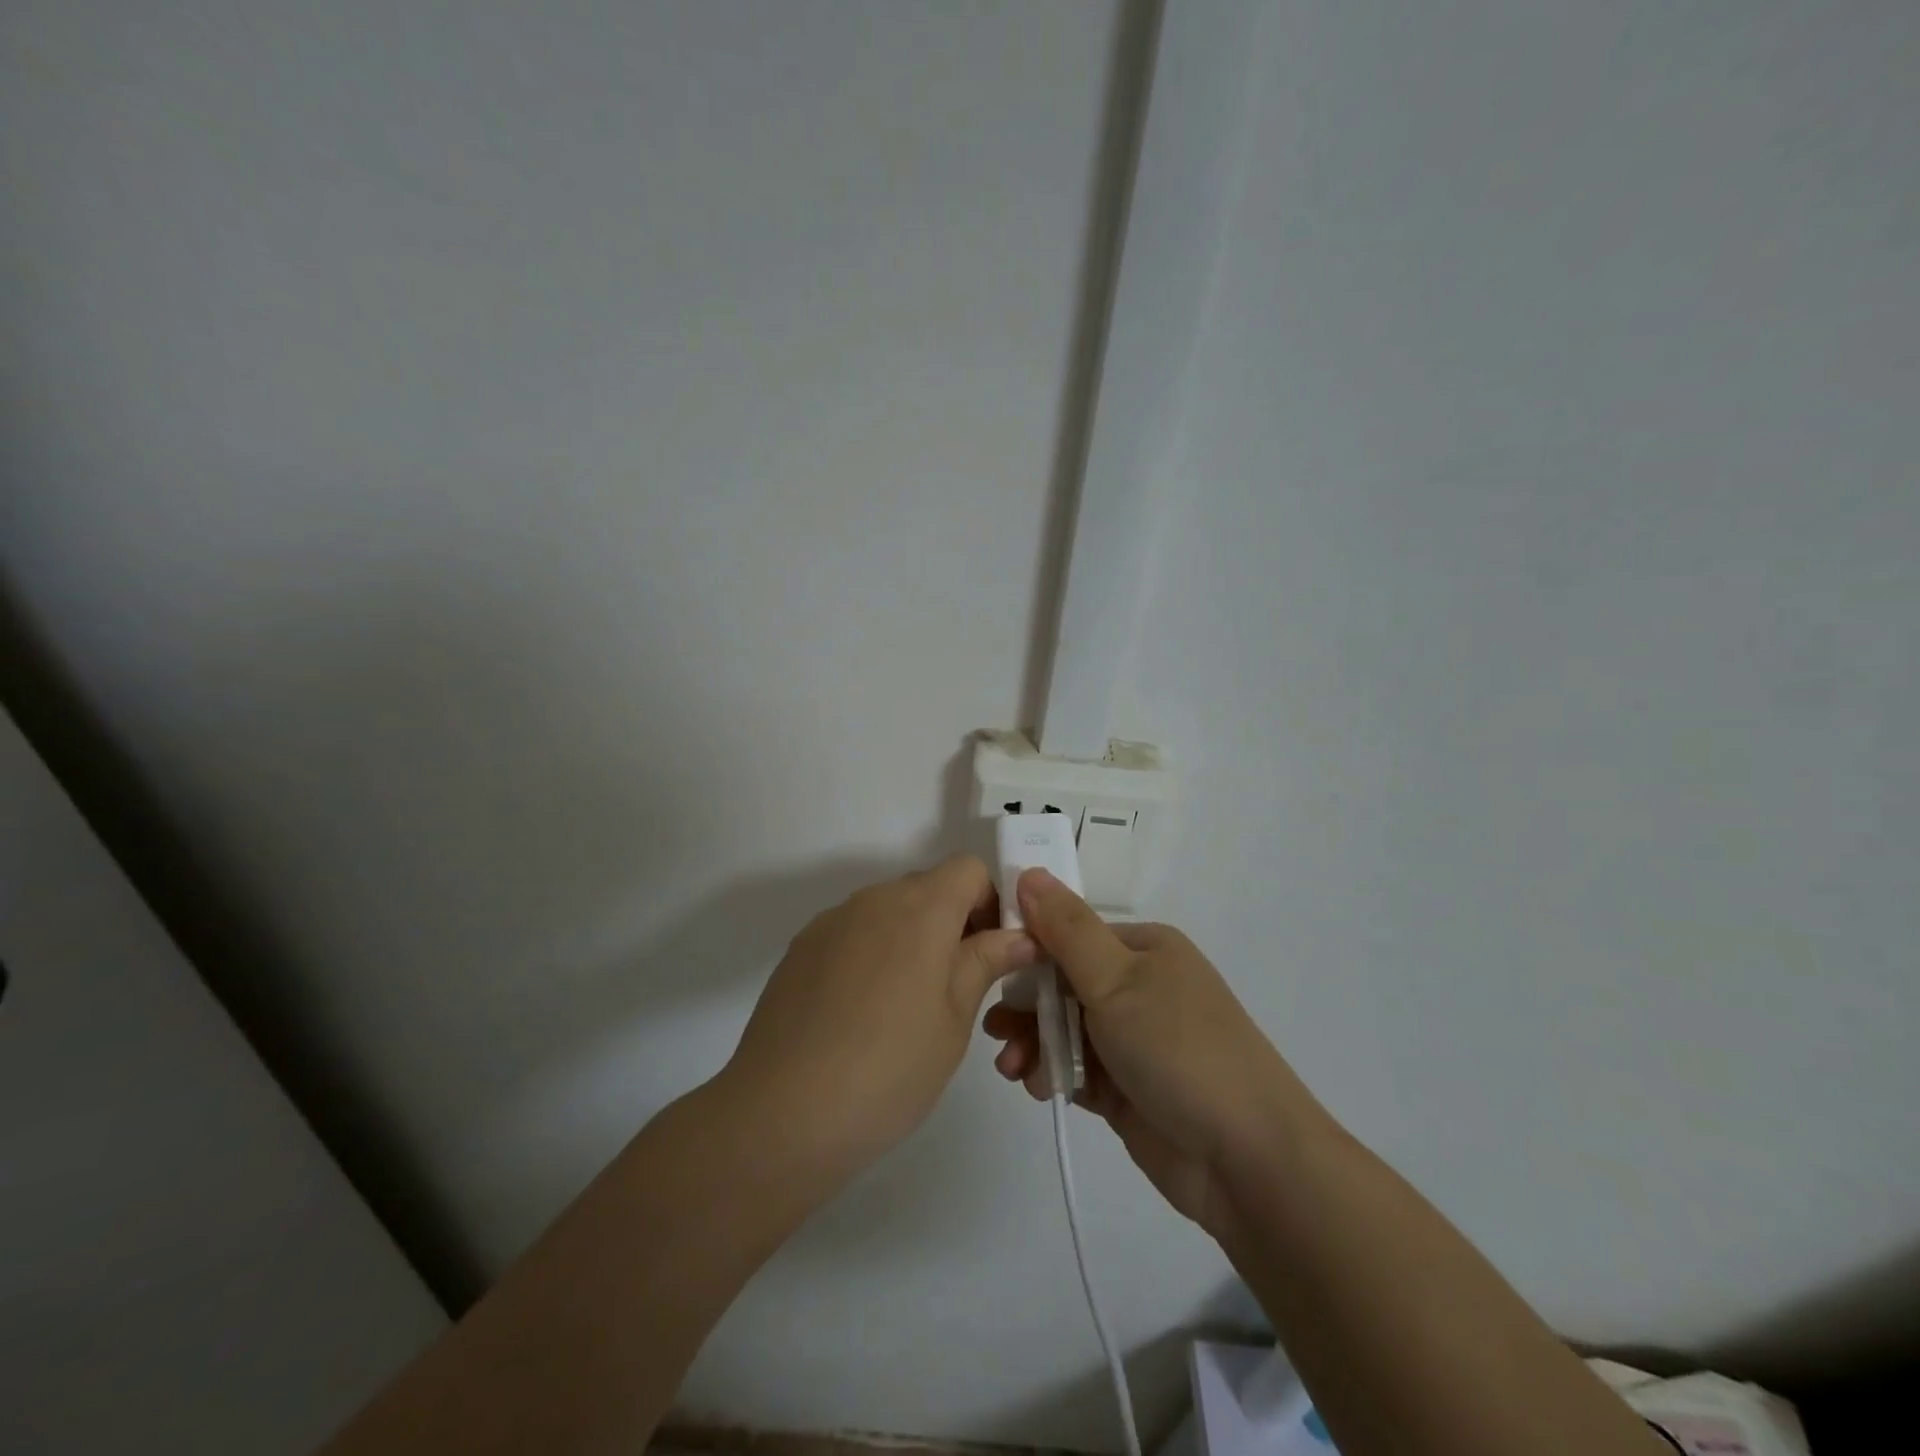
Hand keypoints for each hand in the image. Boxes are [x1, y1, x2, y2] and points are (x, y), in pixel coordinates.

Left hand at [724, 855, 1036, 1179]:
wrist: (782, 1112)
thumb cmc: (889, 1067)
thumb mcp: (954, 1019)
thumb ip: (985, 962)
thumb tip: (1019, 936)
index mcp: (921, 908)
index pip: (968, 868)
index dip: (990, 902)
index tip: (992, 953)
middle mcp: (874, 898)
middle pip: (928, 887)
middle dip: (953, 922)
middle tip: (957, 986)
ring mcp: (832, 921)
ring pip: (889, 910)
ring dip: (911, 938)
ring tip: (905, 1007)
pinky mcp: (801, 948)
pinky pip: (853, 932)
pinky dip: (871, 953)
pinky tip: (861, 1013)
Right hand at [983, 868, 1301, 1239]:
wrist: (1248, 1160)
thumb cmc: (1178, 1050)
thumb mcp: (1117, 980)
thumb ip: (1066, 929)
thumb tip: (1029, 872)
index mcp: (1143, 949)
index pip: (1070, 936)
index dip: (1028, 952)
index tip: (988, 972)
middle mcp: (1139, 987)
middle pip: (1063, 985)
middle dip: (1025, 1007)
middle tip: (994, 1031)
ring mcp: (1134, 1040)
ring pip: (1065, 1029)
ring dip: (1033, 1043)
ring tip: (1012, 1068)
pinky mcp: (1127, 1088)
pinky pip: (1076, 1069)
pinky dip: (1052, 1074)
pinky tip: (1035, 1087)